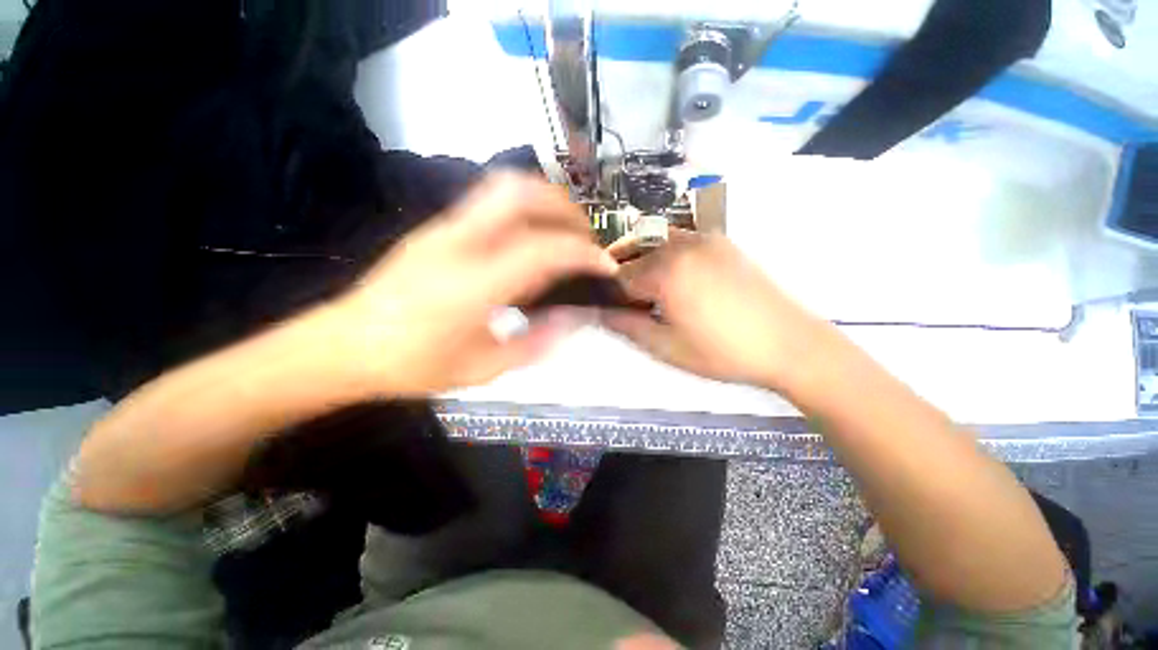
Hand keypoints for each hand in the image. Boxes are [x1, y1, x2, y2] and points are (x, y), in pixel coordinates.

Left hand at [333, 173, 615, 396]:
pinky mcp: (437, 228)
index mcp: (472, 285)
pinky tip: (531, 241)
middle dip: (564, 209)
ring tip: (564, 234)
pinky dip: (524, 211)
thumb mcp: (484, 369)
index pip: (542, 250)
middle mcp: (458, 243)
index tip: (606, 265)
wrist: (344, 346)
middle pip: (520, 193)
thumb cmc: (414, 365)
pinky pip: (490, 204)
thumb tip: (574, 319)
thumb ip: (536, 343)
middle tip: (585, 238)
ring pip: (504, 188)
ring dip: (545, 202)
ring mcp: (444, 228)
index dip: (583, 253)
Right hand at [601, 229, 832, 390]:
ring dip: (641, 258)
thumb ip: (627, 327)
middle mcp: (682, 245)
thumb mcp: (666, 347)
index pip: (619, 276)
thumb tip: (599, 313)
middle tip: (620, 296)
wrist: (790, 345)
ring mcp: (705, 239)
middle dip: (620, 271)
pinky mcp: (722, 243)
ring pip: (656, 240)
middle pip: (635, 250)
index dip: (608, 292)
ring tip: (642, 286)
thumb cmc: (723, 352)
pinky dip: (664, 253)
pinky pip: (680, 240)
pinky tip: (672, 278)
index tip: (607, 307)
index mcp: (666, 271)